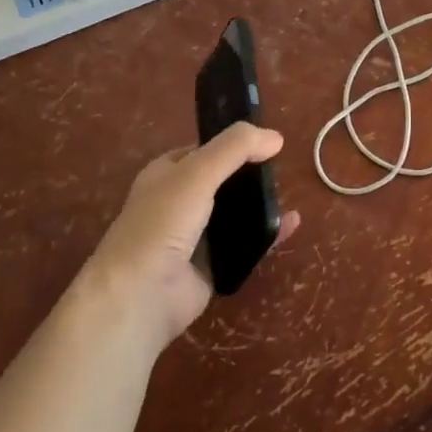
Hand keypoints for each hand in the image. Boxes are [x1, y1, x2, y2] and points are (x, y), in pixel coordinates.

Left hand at [81, 123, 300, 355]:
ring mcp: (194, 237)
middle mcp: (178, 203)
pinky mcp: (211, 266)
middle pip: (222, 182)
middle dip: (250, 176)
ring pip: (235, 214)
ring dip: (260, 205)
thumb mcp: (197, 172)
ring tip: (289, 196)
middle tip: (282, 170)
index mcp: (166, 175)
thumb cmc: (162, 223)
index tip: (266, 142)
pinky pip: (245, 244)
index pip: (203, 150)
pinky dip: (267, 235)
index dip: (231, 143)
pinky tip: (290, 225)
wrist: (141, 294)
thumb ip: (235, 148)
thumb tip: (276, 136)